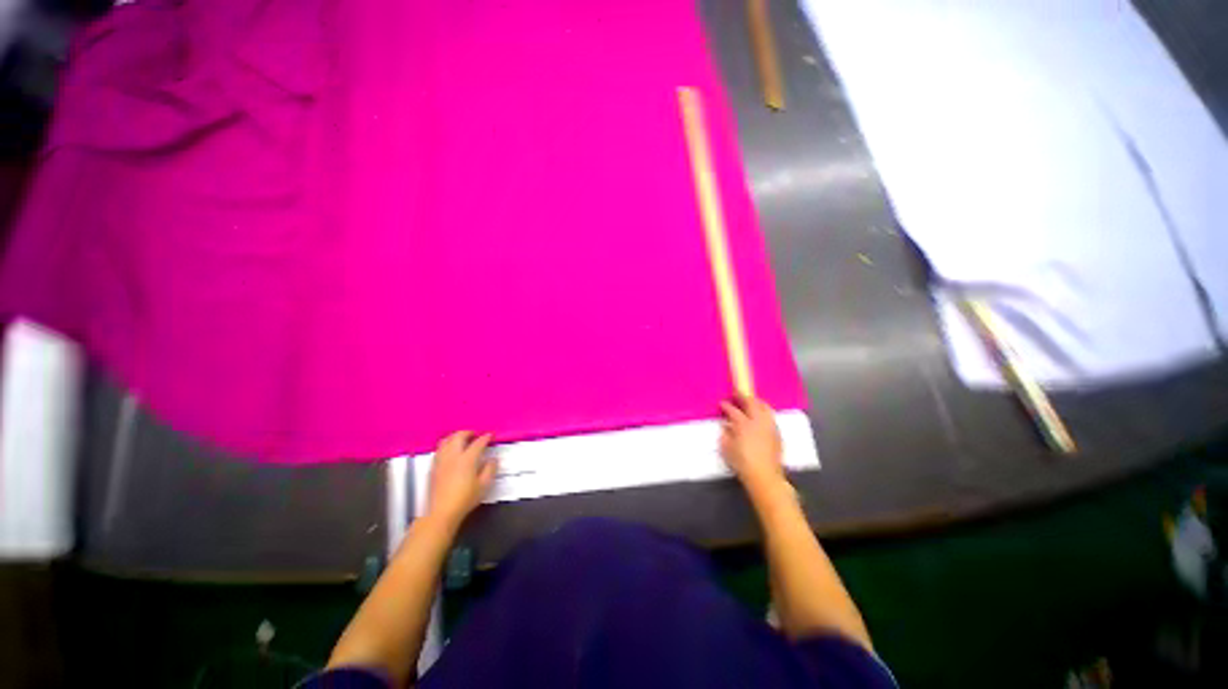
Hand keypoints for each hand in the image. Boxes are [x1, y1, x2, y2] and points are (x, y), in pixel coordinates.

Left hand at [427, 431, 498, 527]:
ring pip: (446, 441)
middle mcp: (453, 456)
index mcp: (467, 459)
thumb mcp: (484, 485)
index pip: (478, 443)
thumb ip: (490, 469)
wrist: (441, 512)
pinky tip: (450, 451)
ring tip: (461, 439)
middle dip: (468, 432)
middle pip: (459, 436)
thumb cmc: (465, 499)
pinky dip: (446, 445)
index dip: (485, 437)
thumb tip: (492, 459)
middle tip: (475, 434)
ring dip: (455, 437)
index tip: (490, 436)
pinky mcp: (433, 468)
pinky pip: (439, 450)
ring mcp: (441, 461)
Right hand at [720, 396, 785, 490]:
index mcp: (743, 424)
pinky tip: (761, 416)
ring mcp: (769, 426)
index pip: (733, 410)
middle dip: (743, 397)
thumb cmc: (742, 463)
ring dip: (756, 402)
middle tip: (737, 394)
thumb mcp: (727, 449)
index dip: (726, 406)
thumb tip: (725, 426)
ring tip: (751, 401)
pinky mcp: (777, 433)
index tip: (722, 403)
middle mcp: (758, 421)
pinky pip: (771, 417)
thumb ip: (725, 435)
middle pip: (752, 403)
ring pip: (764, 407)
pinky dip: (764, 412)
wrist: (765, 476)